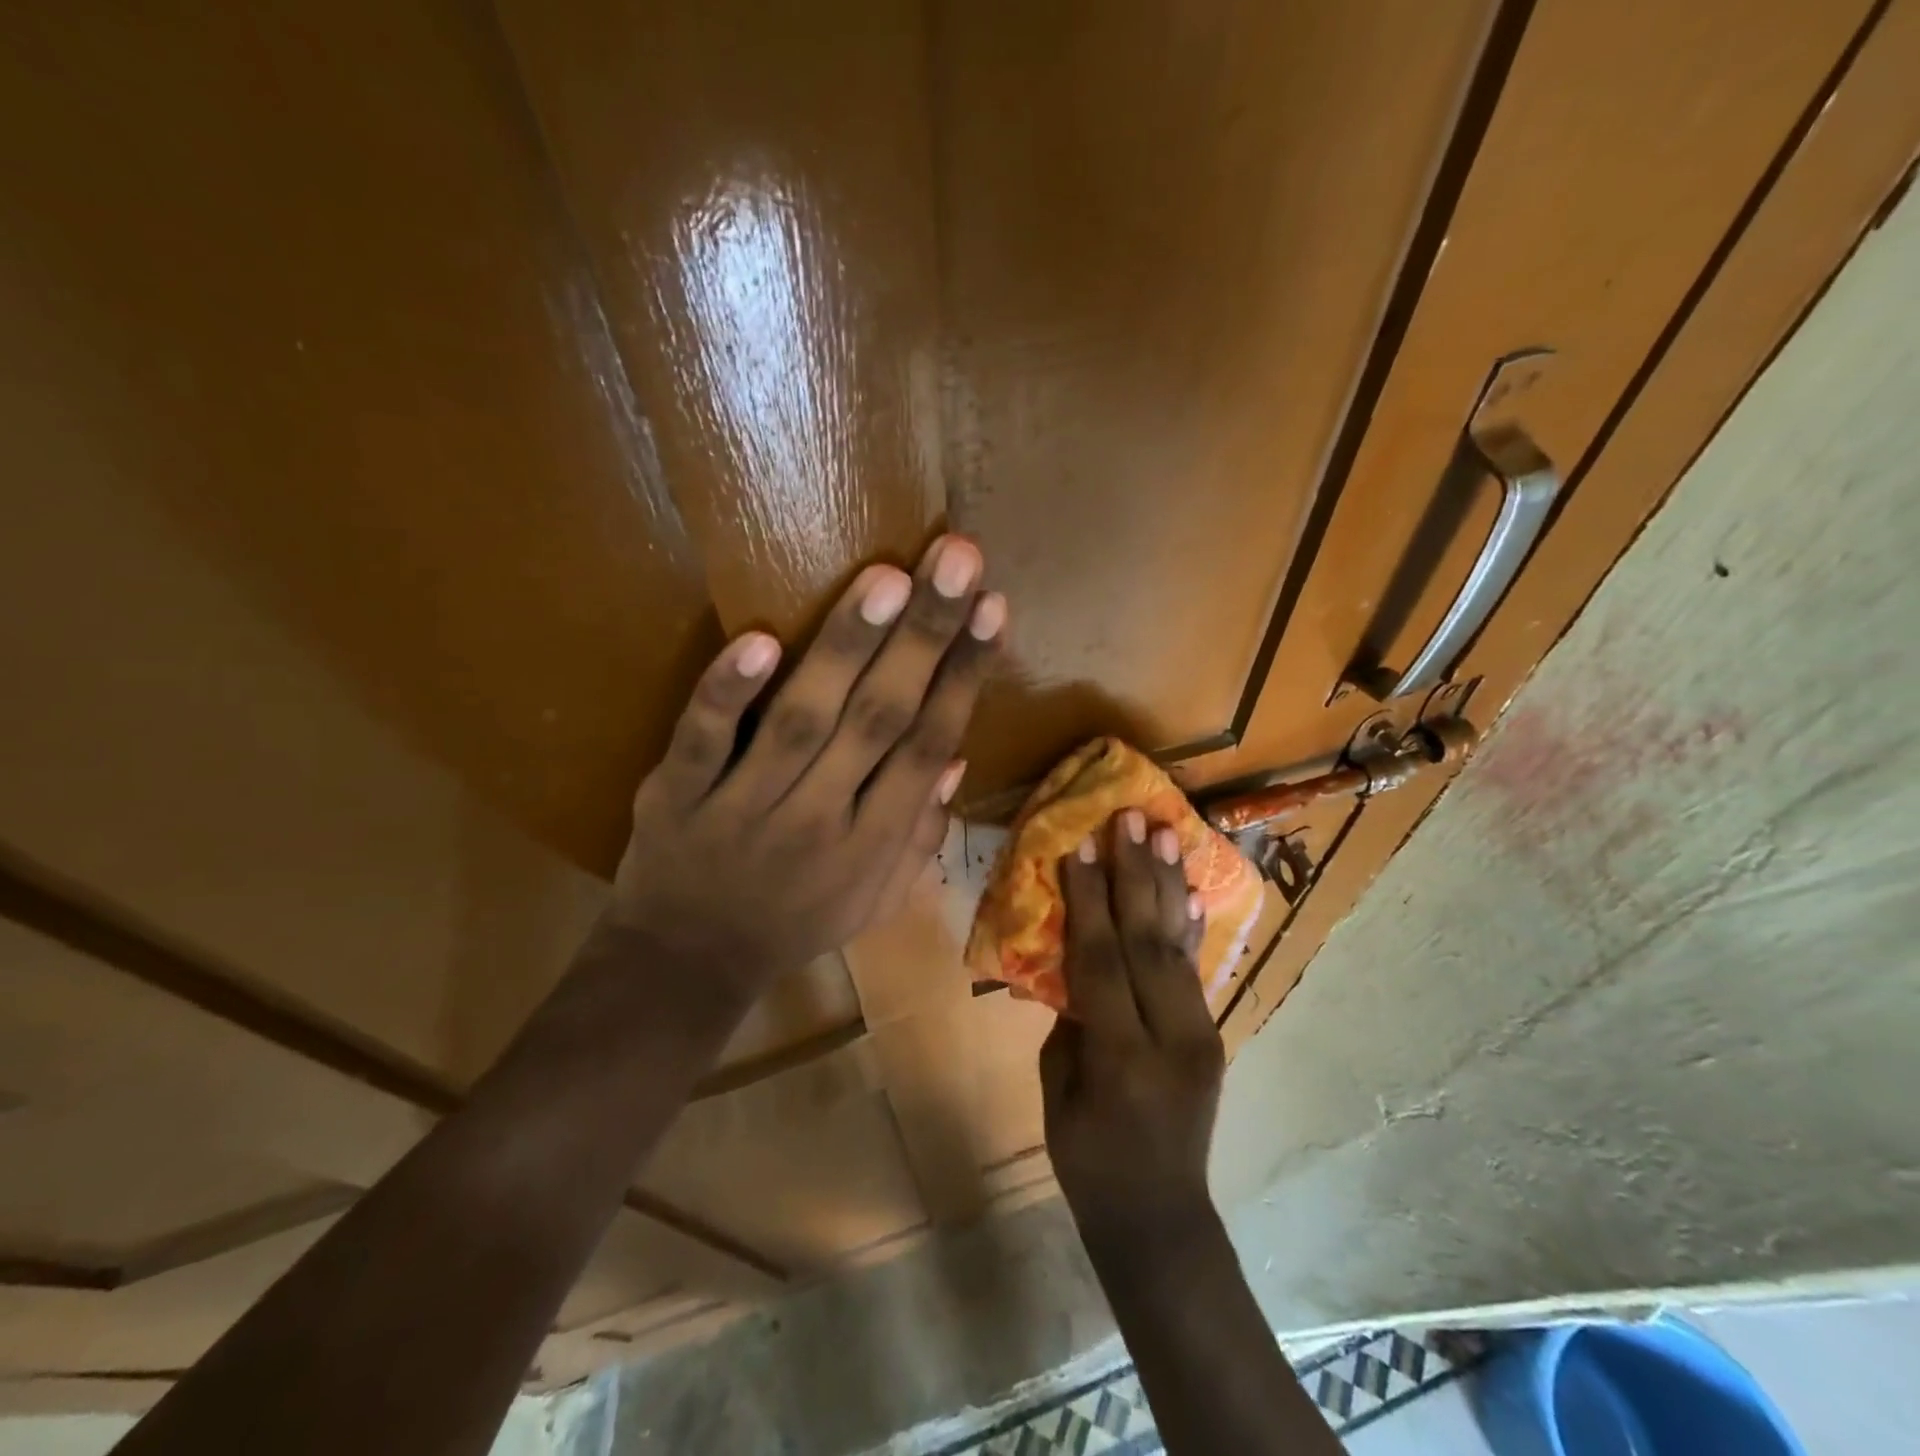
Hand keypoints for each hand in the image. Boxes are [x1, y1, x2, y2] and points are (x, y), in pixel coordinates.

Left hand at [609, 535, 1004, 1000]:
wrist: (686, 965)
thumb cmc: (794, 924)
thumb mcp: (876, 899)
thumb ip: (920, 834)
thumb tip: (957, 759)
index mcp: (874, 843)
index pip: (929, 745)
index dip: (964, 676)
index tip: (992, 608)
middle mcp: (821, 820)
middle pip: (881, 719)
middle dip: (925, 637)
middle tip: (958, 558)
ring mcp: (745, 805)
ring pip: (803, 720)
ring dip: (847, 648)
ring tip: (890, 578)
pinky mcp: (676, 795)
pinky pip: (702, 741)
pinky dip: (728, 694)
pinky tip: (758, 640)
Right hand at [1041, 810, 1223, 1257]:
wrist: (1161, 1220)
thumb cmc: (1087, 1162)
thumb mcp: (1058, 1090)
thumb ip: (1069, 1018)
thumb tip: (1074, 957)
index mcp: (1120, 1058)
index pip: (1101, 963)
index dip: (1087, 902)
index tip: (1077, 846)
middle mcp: (1170, 1039)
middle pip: (1148, 943)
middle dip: (1135, 874)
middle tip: (1130, 819)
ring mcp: (1201, 1035)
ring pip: (1178, 947)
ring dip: (1168, 884)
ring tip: (1166, 831)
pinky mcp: (1213, 1035)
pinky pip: (1197, 970)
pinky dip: (1191, 925)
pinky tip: (1191, 889)